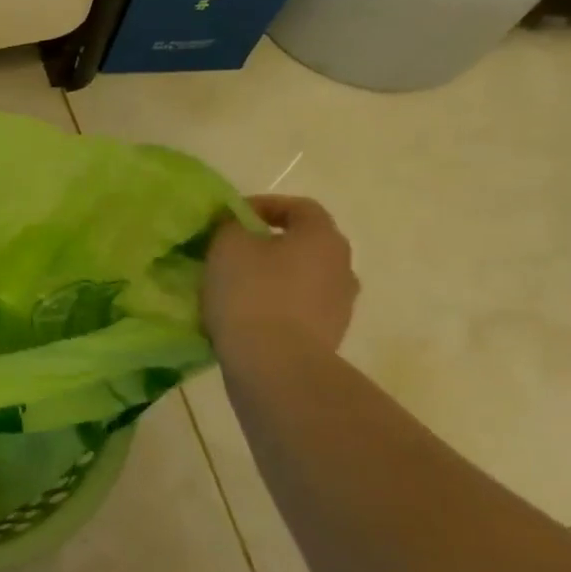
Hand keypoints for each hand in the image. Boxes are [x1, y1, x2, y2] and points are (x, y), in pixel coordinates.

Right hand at [204, 195, 358, 355]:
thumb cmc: (252, 293)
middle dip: (269, 245)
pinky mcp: (328, 338)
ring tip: (237, 288)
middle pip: (304, 245)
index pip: (300, 207)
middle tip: (233, 252)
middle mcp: (342, 267)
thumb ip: (231, 226)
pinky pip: (298, 312)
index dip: (264, 206)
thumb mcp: (227, 246)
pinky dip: (276, 308)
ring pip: (302, 280)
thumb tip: (237, 226)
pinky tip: (247, 318)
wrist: (275, 366)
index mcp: (323, 237)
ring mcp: (340, 307)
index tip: (231, 217)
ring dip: (274, 278)